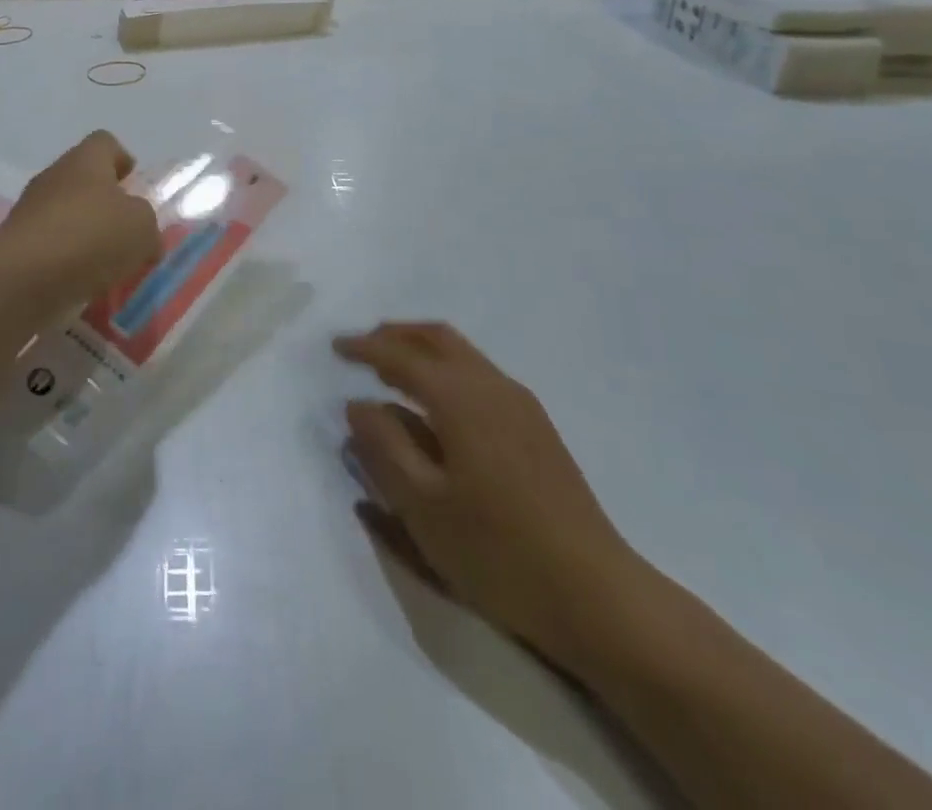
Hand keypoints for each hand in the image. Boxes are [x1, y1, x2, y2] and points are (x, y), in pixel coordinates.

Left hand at [0, 131, 162, 311]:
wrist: (21, 281)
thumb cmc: (90, 238)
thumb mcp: (142, 228)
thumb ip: (147, 225)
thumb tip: (143, 236)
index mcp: (84, 161)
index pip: (105, 143)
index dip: (123, 160)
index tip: (135, 186)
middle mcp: (53, 177)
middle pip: (84, 180)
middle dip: (106, 205)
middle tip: (127, 233)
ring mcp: (29, 210)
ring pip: (66, 215)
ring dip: (86, 235)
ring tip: (108, 266)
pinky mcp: (15, 245)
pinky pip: (49, 246)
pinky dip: (66, 261)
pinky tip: (82, 284)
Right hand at [336, 322, 647, 674]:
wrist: (597, 595)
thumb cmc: (497, 551)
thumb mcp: (422, 505)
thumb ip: (383, 447)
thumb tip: (357, 404)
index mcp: (460, 398)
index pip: (401, 356)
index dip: (364, 348)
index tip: (334, 347)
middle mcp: (491, 386)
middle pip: (437, 338)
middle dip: (395, 335)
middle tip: (362, 347)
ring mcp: (520, 404)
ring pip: (462, 353)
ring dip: (422, 349)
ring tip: (392, 370)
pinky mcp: (537, 427)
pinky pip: (479, 374)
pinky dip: (446, 369)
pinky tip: (436, 404)